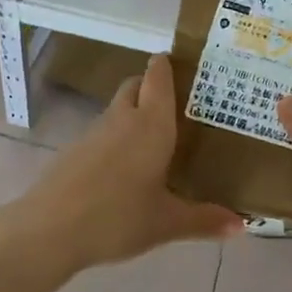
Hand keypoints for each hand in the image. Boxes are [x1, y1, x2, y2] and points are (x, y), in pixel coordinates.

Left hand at [17, 53, 241, 268]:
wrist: (50, 230)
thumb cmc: (118, 217)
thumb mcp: (166, 223)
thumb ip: (204, 220)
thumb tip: (242, 225)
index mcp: (151, 125)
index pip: (158, 78)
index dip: (166, 65)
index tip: (181, 62)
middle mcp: (122, 119)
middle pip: (135, 86)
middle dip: (151, 86)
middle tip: (176, 105)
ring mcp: (93, 133)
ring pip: (117, 109)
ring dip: (133, 114)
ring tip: (155, 139)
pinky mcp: (74, 151)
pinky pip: (102, 133)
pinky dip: (116, 138)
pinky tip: (125, 168)